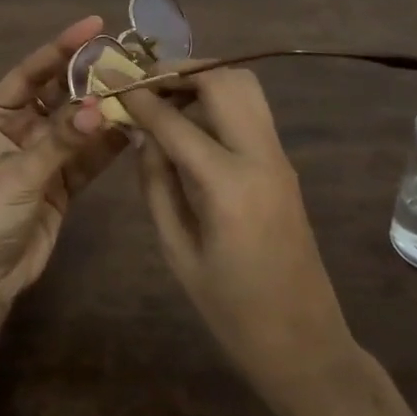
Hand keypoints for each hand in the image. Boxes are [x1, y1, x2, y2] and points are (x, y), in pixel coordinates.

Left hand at [0, 17, 124, 309]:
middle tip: (129, 58)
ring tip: (140, 89)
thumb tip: (99, 107)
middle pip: (61, 93)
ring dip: (105, 110)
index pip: (33, 70)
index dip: (63, 46)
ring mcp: (44, 154)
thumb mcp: (19, 172)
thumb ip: (61, 140)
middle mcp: (21, 127)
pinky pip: (89, 155)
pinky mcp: (62, 181)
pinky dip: (108, 143)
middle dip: (91, 77)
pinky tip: (134, 127)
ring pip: (79, 123)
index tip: (95, 25)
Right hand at [115, 67, 362, 415]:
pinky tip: (190, 120)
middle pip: (223, 81)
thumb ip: (157, 185)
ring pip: (245, 86)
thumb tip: (142, 136)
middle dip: (179, 70)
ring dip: (203, 78)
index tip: (110, 76)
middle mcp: (261, 157)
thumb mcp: (178, 252)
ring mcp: (279, 157)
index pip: (176, 122)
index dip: (140, 96)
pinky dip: (219, 98)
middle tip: (142, 80)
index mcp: (229, 186)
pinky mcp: (284, 163)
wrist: (306, 345)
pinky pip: (251, 110)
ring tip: (165, 95)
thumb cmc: (232, 312)